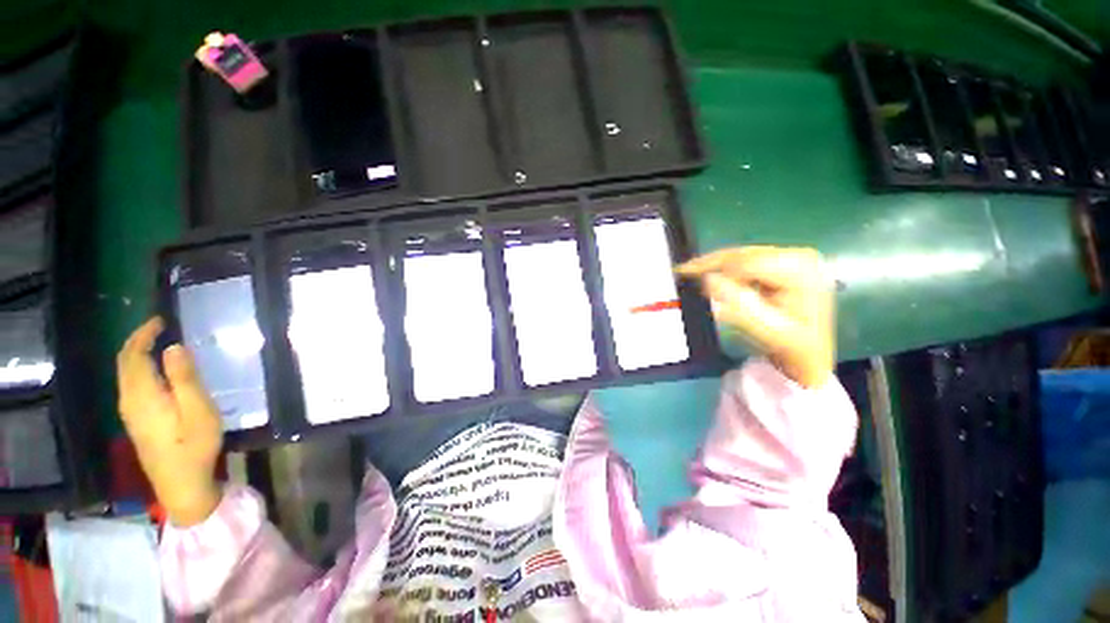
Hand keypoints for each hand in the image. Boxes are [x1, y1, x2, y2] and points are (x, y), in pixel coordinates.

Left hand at [117, 317, 222, 525]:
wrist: (180, 483)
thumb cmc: (194, 445)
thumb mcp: (198, 410)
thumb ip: (184, 378)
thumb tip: (173, 347)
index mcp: (143, 394)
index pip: (134, 355)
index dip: (144, 334)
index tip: (161, 320)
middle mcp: (129, 400)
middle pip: (125, 363)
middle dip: (138, 341)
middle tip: (159, 327)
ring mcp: (130, 412)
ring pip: (125, 374)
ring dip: (136, 354)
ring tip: (157, 343)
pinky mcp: (136, 420)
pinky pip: (130, 385)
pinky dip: (138, 368)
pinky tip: (154, 371)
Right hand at [678, 246, 834, 387]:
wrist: (810, 354)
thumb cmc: (793, 346)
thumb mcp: (767, 330)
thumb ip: (739, 305)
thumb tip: (709, 279)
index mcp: (800, 270)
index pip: (746, 263)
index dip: (715, 270)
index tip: (687, 277)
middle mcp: (798, 256)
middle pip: (742, 255)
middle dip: (711, 264)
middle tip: (681, 271)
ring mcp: (791, 258)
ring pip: (741, 256)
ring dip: (715, 266)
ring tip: (690, 273)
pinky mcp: (782, 264)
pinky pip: (745, 261)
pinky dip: (724, 269)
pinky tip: (711, 277)